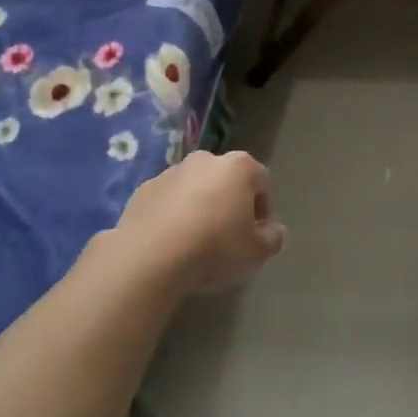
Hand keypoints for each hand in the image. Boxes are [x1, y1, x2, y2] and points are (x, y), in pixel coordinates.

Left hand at [111, 150, 287, 297]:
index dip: (264, 210)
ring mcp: (171, 172)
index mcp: (238, 167)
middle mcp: (205, 160)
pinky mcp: (144, 189)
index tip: (257, 235)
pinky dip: (174, 214)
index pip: (262, 182)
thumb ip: (273, 238)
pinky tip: (171, 241)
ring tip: (197, 241)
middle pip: (227, 180)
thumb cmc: (214, 248)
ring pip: (196, 188)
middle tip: (229, 237)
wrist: (149, 257)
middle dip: (231, 203)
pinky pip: (168, 200)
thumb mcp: (256, 252)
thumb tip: (273, 230)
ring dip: (201, 207)